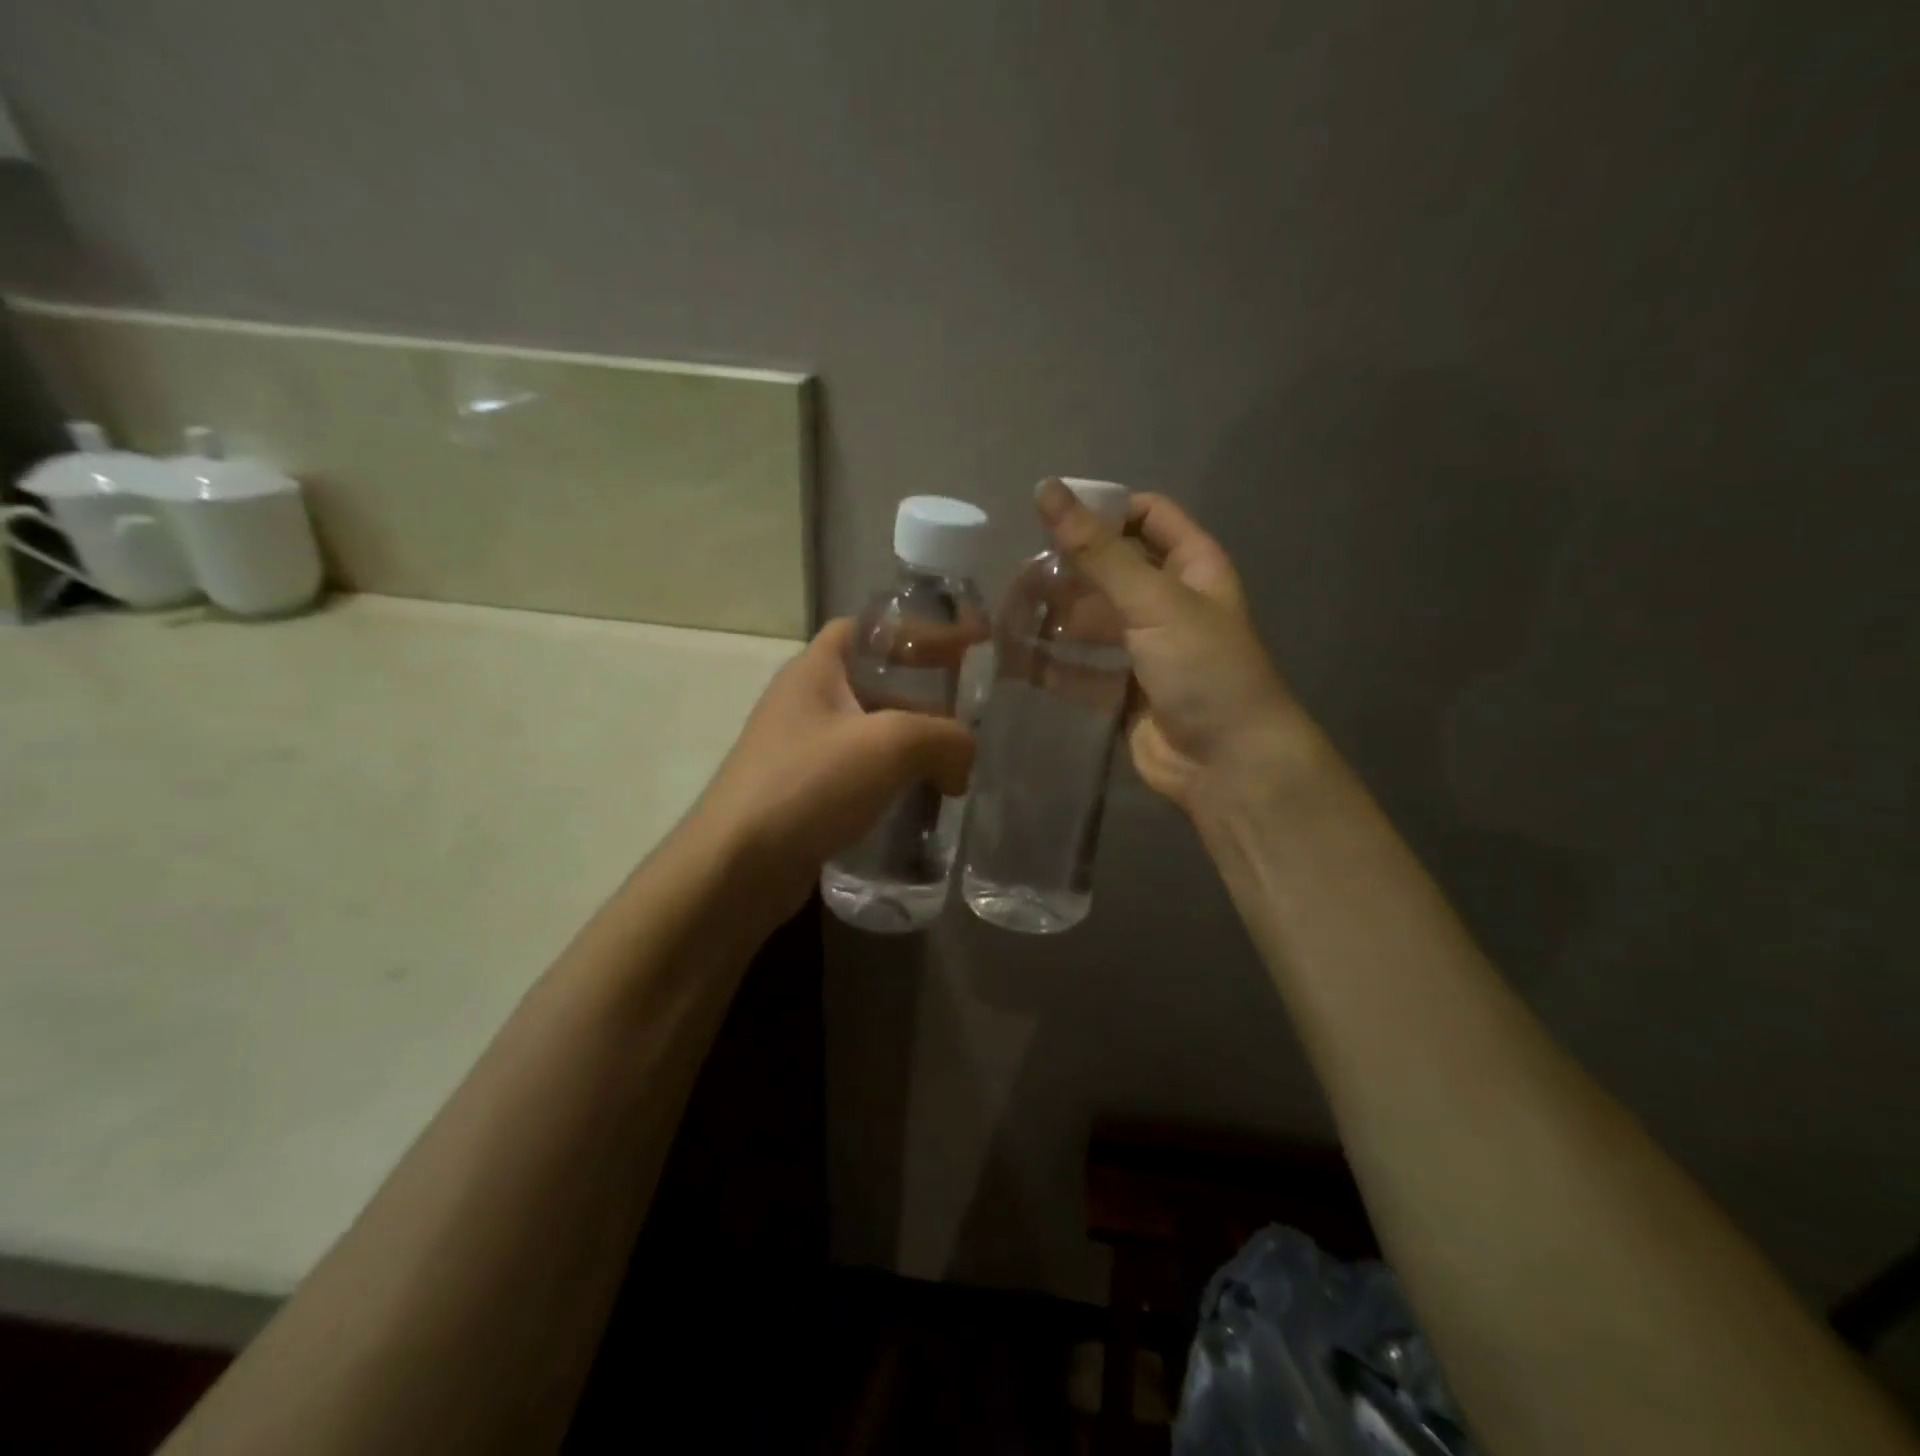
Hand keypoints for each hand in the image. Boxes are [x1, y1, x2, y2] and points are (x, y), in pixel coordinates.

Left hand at [688, 618, 974, 912]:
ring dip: (911, 746)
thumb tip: (963, 761)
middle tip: (967, 717)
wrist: (737, 867)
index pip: (866, 628)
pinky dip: (892, 781)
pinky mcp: (803, 795)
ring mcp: (800, 751)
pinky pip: (858, 775)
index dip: (913, 631)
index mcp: (815, 670)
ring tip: (954, 765)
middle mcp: (804, 702)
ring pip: (869, 734)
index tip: (957, 650)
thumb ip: (945, 737)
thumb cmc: (809, 784)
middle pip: (874, 682)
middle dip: (922, 697)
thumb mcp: (890, 745)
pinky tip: (920, 802)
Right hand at [1036, 478, 1311, 817]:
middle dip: (1067, 571)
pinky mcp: (1121, 689)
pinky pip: (1081, 667)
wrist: (1227, 762)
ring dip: (1054, 617)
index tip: (1052, 519)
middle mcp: (1168, 602)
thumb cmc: (1203, 669)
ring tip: (1007, 614)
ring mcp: (1144, 648)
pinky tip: (1016, 658)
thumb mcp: (1154, 600)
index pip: (1147, 516)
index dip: (1104, 510)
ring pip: (1091, 620)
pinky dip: (1053, 663)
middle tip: (1017, 575)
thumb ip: (1098, 550)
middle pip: (1110, 570)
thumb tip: (1047, 489)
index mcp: (1192, 566)